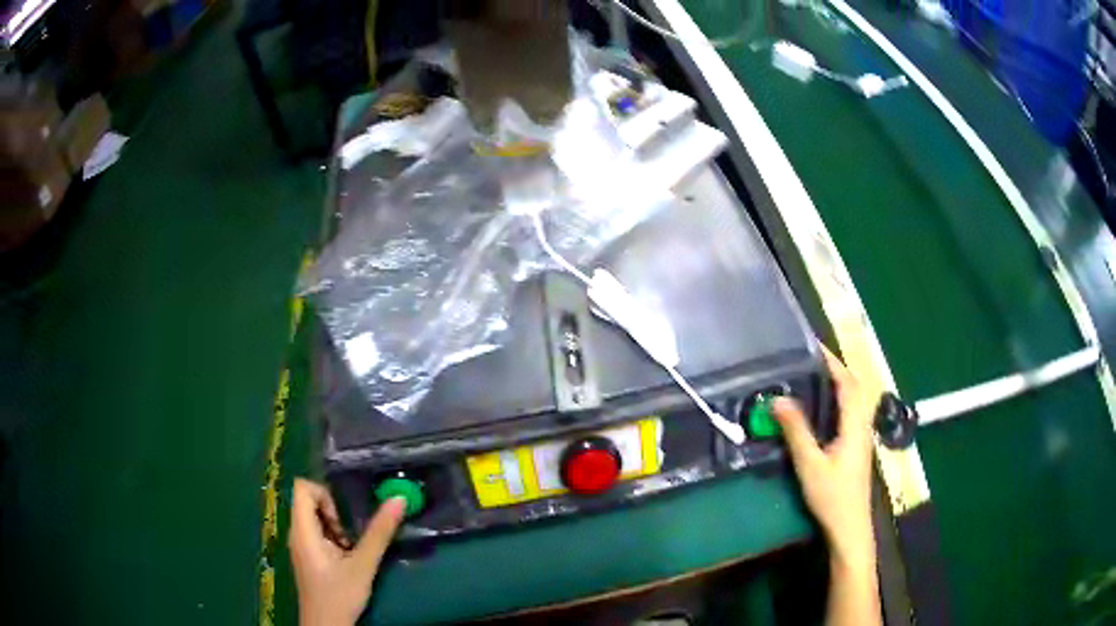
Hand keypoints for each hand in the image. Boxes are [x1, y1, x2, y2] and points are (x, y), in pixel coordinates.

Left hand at [289, 478, 405, 625]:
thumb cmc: (340, 595)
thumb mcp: (363, 565)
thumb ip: (379, 533)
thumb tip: (398, 499)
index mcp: (302, 530)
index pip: (303, 488)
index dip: (325, 494)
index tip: (345, 517)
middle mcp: (296, 533)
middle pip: (309, 501)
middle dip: (335, 511)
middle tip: (353, 535)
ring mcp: (300, 545)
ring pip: (314, 517)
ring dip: (336, 526)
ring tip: (353, 548)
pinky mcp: (308, 556)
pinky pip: (317, 532)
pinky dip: (334, 538)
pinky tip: (348, 558)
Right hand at [773, 347, 876, 569]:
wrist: (850, 526)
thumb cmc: (831, 496)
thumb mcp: (810, 464)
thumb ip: (796, 431)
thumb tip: (779, 399)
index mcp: (854, 425)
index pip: (848, 383)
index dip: (833, 362)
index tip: (813, 347)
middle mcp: (862, 425)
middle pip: (855, 388)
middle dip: (836, 369)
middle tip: (811, 360)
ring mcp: (862, 437)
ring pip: (854, 401)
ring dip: (839, 384)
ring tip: (815, 376)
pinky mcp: (857, 447)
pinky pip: (850, 413)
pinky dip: (839, 400)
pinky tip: (823, 408)